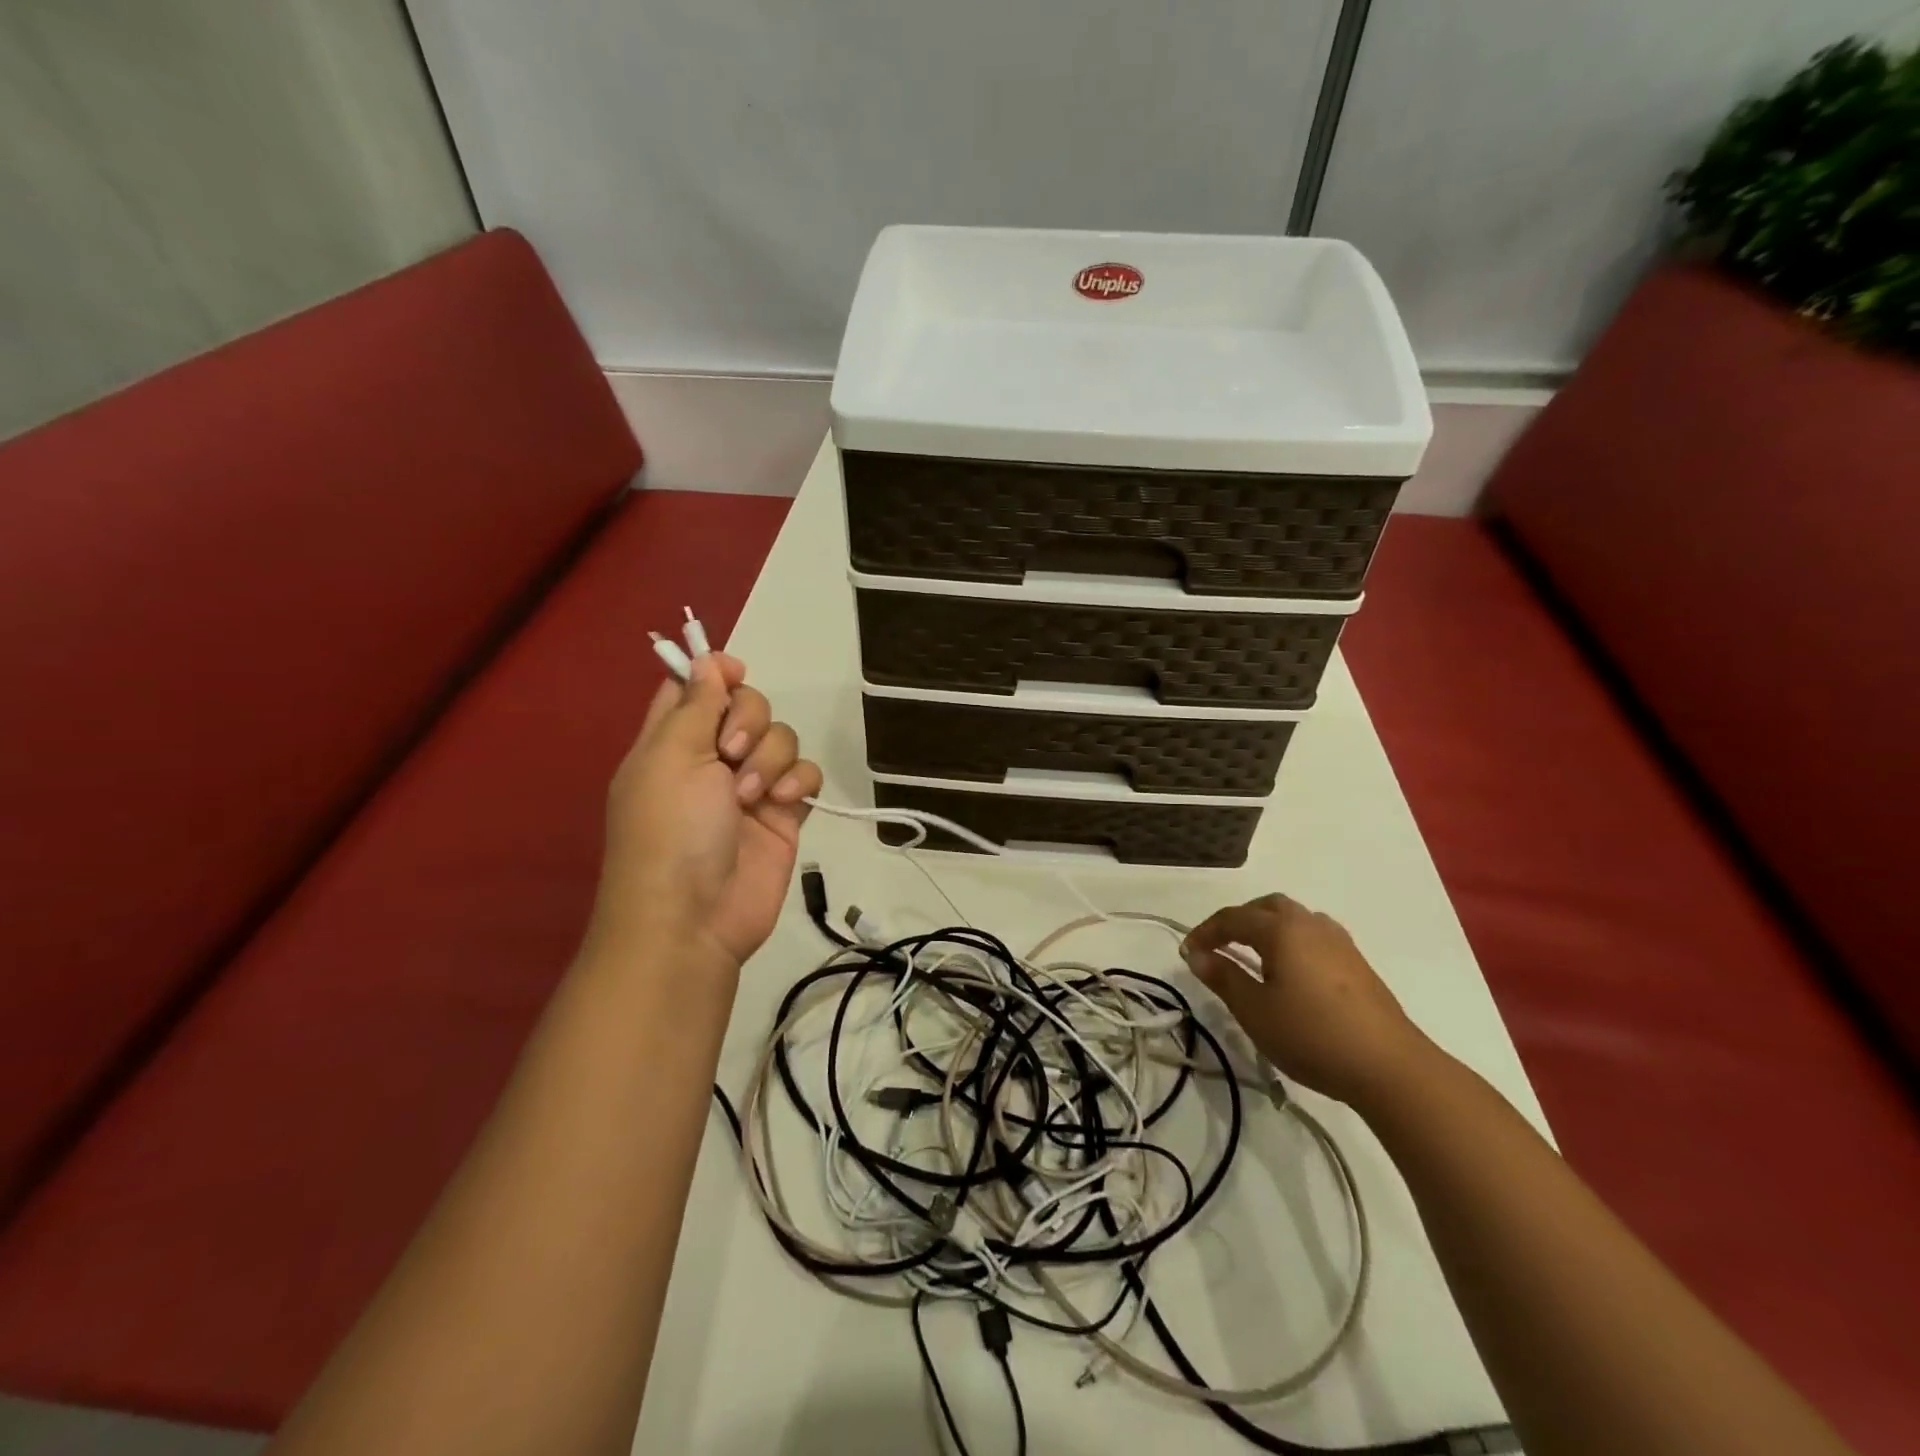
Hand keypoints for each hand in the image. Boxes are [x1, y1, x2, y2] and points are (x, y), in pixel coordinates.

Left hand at [587, 653, 822, 976]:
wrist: (694, 917)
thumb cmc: (670, 830)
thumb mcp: (672, 757)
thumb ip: (696, 704)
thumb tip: (706, 658)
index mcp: (672, 740)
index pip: (693, 687)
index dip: (715, 672)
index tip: (733, 672)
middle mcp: (712, 757)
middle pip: (747, 704)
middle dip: (749, 718)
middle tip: (731, 750)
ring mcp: (751, 785)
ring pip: (782, 737)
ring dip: (771, 757)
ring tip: (751, 795)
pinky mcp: (784, 812)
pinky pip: (806, 774)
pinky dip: (799, 780)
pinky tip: (783, 801)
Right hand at [1182, 894, 1432, 1109]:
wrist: (1391, 1067)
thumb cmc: (1312, 1035)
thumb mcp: (1255, 1010)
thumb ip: (1223, 977)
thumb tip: (1197, 955)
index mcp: (1281, 929)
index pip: (1233, 918)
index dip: (1205, 932)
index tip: (1188, 953)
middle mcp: (1310, 924)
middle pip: (1266, 907)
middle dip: (1238, 921)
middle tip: (1220, 947)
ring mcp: (1338, 942)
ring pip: (1294, 918)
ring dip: (1267, 928)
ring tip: (1253, 957)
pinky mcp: (1357, 963)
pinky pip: (1313, 936)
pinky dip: (1291, 941)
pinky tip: (1290, 971)